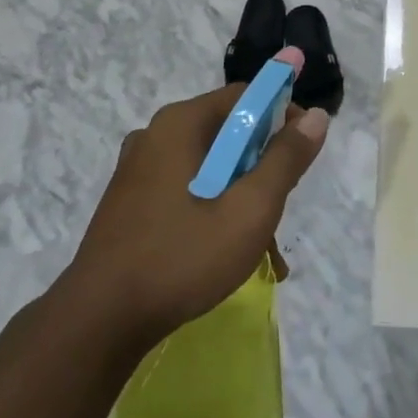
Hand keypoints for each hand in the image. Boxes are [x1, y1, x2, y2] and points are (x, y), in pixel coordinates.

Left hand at [63, 75, 329, 348]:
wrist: (99, 321)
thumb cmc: (182, 257)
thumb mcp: (250, 210)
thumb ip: (286, 160)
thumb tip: (318, 116)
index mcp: (180, 123)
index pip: (245, 96)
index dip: (283, 116)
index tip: (305, 153)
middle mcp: (156, 134)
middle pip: (228, 132)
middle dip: (262, 167)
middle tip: (280, 208)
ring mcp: (138, 168)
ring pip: (209, 166)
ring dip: (241, 196)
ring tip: (263, 249)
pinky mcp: (130, 200)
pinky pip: (186, 188)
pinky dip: (212, 209)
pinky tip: (227, 253)